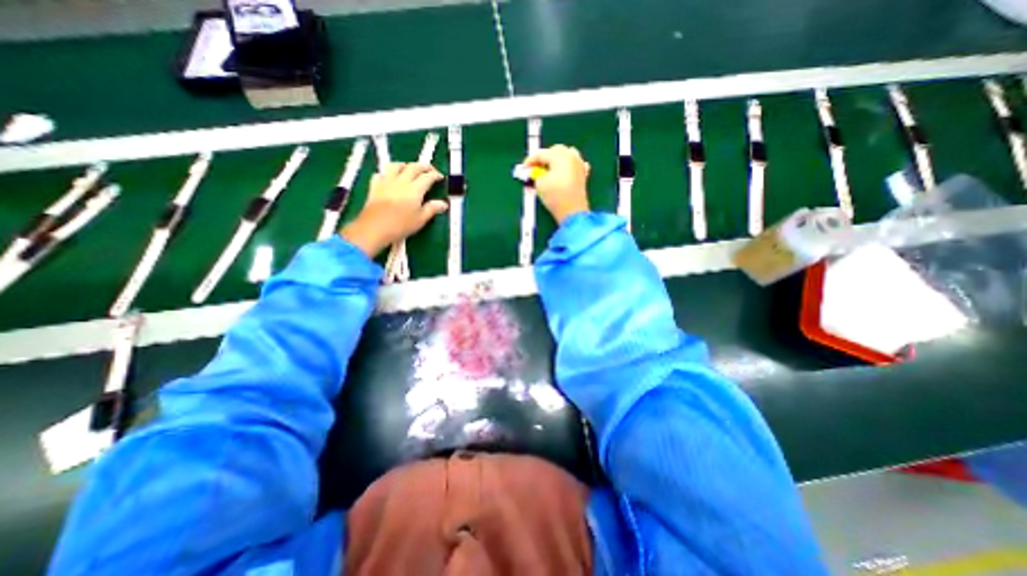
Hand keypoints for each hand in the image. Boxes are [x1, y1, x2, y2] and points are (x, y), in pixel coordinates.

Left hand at [341, 165, 445, 257]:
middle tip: (429, 170)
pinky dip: (387, 173)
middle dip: (423, 166)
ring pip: (396, 165)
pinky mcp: (375, 186)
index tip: (440, 177)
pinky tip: (390, 178)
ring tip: (410, 169)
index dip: (435, 175)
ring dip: (405, 165)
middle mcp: (401, 181)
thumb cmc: (400, 226)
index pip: (427, 177)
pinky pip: (381, 173)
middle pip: (413, 167)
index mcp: (415, 189)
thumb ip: (432, 209)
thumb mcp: (420, 219)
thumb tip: (443, 204)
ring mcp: (386, 182)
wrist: (374, 228)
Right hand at [524, 145, 590, 223]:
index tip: (524, 168)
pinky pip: (575, 164)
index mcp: (560, 156)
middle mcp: (571, 156)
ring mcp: (579, 165)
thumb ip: (535, 174)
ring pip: (567, 154)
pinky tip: (563, 172)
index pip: (541, 153)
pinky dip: (567, 165)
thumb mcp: (539, 184)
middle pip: (555, 150)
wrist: (572, 212)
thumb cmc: (555, 196)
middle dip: (544, 157)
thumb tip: (534, 172)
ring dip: (556, 159)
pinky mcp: (583, 175)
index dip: (530, 160)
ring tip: (548, 169)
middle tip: (535, 168)